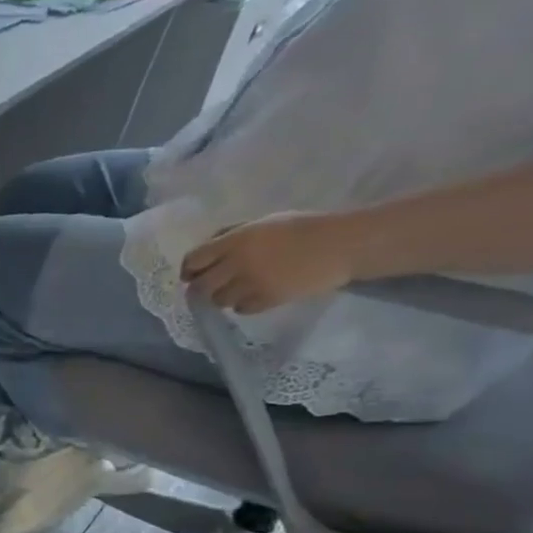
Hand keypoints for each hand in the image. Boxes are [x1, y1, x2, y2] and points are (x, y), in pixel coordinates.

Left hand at [180, 211, 359, 313]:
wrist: (343, 244)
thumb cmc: (304, 228)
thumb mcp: (263, 223)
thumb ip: (233, 235)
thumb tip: (209, 250)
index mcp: (235, 240)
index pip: (194, 259)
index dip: (189, 269)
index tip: (191, 274)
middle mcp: (237, 263)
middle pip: (200, 286)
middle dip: (200, 288)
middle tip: (208, 288)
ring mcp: (251, 283)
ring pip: (218, 300)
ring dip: (222, 297)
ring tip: (235, 291)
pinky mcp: (267, 299)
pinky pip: (241, 309)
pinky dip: (242, 306)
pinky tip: (253, 298)